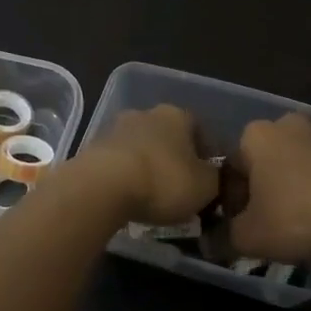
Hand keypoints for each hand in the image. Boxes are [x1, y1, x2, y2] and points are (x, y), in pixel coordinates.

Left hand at [79, 105, 219, 225]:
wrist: (103, 186)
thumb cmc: (163, 181)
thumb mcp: (206, 186)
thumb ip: (216, 178)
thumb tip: (214, 176)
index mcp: (178, 115)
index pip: (200, 130)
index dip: (206, 156)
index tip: (208, 181)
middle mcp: (147, 113)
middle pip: (168, 137)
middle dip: (175, 160)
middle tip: (180, 189)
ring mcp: (116, 128)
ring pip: (141, 148)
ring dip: (148, 166)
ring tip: (152, 197)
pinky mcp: (94, 147)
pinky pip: (119, 162)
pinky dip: (126, 176)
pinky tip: (129, 198)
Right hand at [227, 114, 310, 261]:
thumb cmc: (295, 217)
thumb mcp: (248, 236)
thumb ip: (224, 236)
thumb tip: (215, 240)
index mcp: (255, 134)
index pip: (231, 168)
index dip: (232, 201)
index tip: (241, 225)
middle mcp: (286, 123)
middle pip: (263, 162)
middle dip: (262, 190)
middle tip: (268, 225)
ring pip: (294, 166)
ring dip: (291, 189)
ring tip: (299, 225)